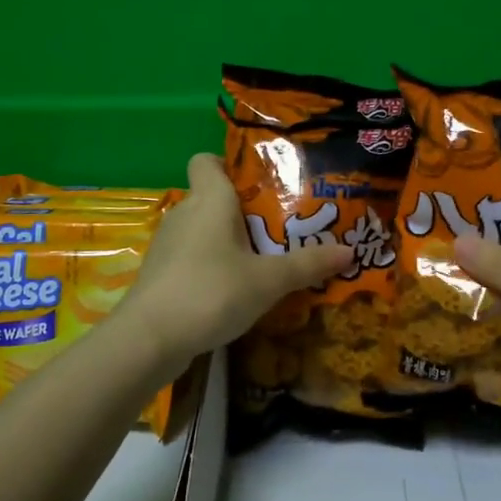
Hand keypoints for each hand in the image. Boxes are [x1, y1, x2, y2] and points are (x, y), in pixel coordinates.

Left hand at [124, 153, 351, 366]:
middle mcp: (184, 213)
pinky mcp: (160, 274)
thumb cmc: (212, 292)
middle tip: (279, 228)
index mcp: (209, 200)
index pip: (207, 161)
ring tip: (261, 261)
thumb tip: (350, 250)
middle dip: (243, 211)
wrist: (149, 339)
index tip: (258, 185)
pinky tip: (232, 290)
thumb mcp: (269, 280)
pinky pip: (192, 257)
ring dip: (227, 242)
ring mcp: (168, 245)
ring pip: (202, 230)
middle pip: (212, 198)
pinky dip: (210, 266)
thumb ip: (308, 264)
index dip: (228, 165)